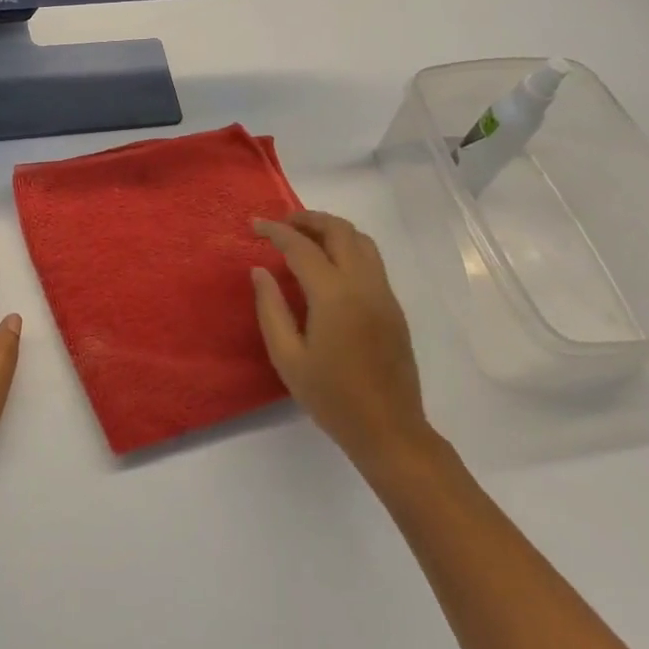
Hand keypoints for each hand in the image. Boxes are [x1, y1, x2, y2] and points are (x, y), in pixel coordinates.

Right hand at [251, 211, 434, 472]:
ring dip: (332, 229)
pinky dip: (347, 247)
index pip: (301, 247)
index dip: (275, 231)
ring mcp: (383, 293)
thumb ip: (270, 308)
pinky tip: (328, 265)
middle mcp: (363, 284)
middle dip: (308, 219)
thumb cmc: (332, 397)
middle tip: (281, 224)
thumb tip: (260, 271)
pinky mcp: (393, 306)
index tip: (254, 224)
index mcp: (334, 295)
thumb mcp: (287, 357)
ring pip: (361, 240)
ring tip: (305, 238)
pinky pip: (371, 259)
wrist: (389, 429)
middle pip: (339, 230)